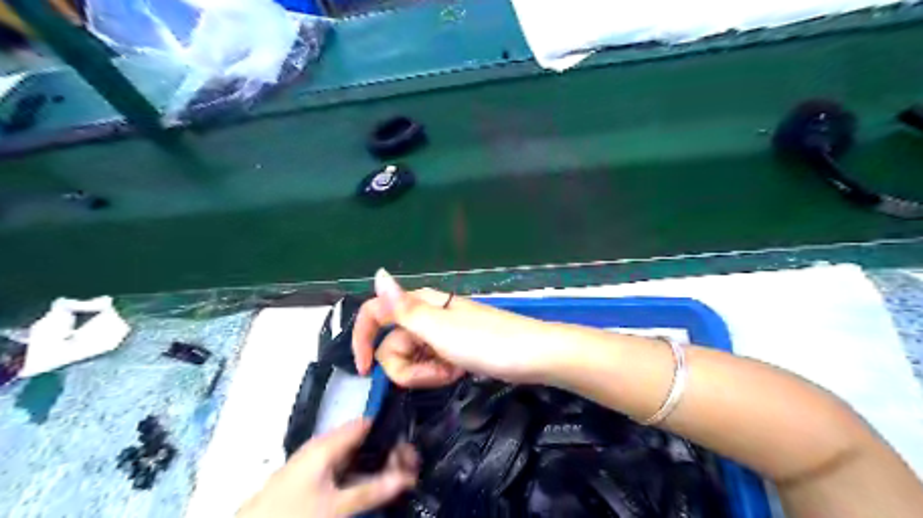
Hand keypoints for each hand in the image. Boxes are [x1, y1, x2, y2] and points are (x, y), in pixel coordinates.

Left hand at [235, 421, 416, 517]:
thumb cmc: (292, 515)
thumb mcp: (336, 507)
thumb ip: (372, 490)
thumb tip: (406, 477)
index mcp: (327, 444)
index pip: (366, 424)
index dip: (389, 430)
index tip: (410, 445)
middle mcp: (322, 448)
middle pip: (362, 441)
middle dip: (386, 452)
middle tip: (409, 468)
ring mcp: (316, 465)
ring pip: (354, 458)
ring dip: (374, 466)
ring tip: (398, 478)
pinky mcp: (311, 481)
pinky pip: (343, 471)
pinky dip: (360, 477)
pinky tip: (373, 489)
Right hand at [350, 269, 563, 386]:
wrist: (532, 356)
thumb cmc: (485, 341)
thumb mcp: (439, 328)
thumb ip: (403, 308)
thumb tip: (377, 274)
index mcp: (419, 303)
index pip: (374, 313)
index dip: (362, 339)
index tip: (364, 371)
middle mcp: (425, 315)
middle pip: (392, 344)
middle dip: (408, 367)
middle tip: (437, 373)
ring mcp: (440, 334)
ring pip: (411, 358)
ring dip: (425, 373)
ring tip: (452, 372)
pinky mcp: (452, 349)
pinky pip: (430, 364)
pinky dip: (439, 373)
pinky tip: (458, 373)